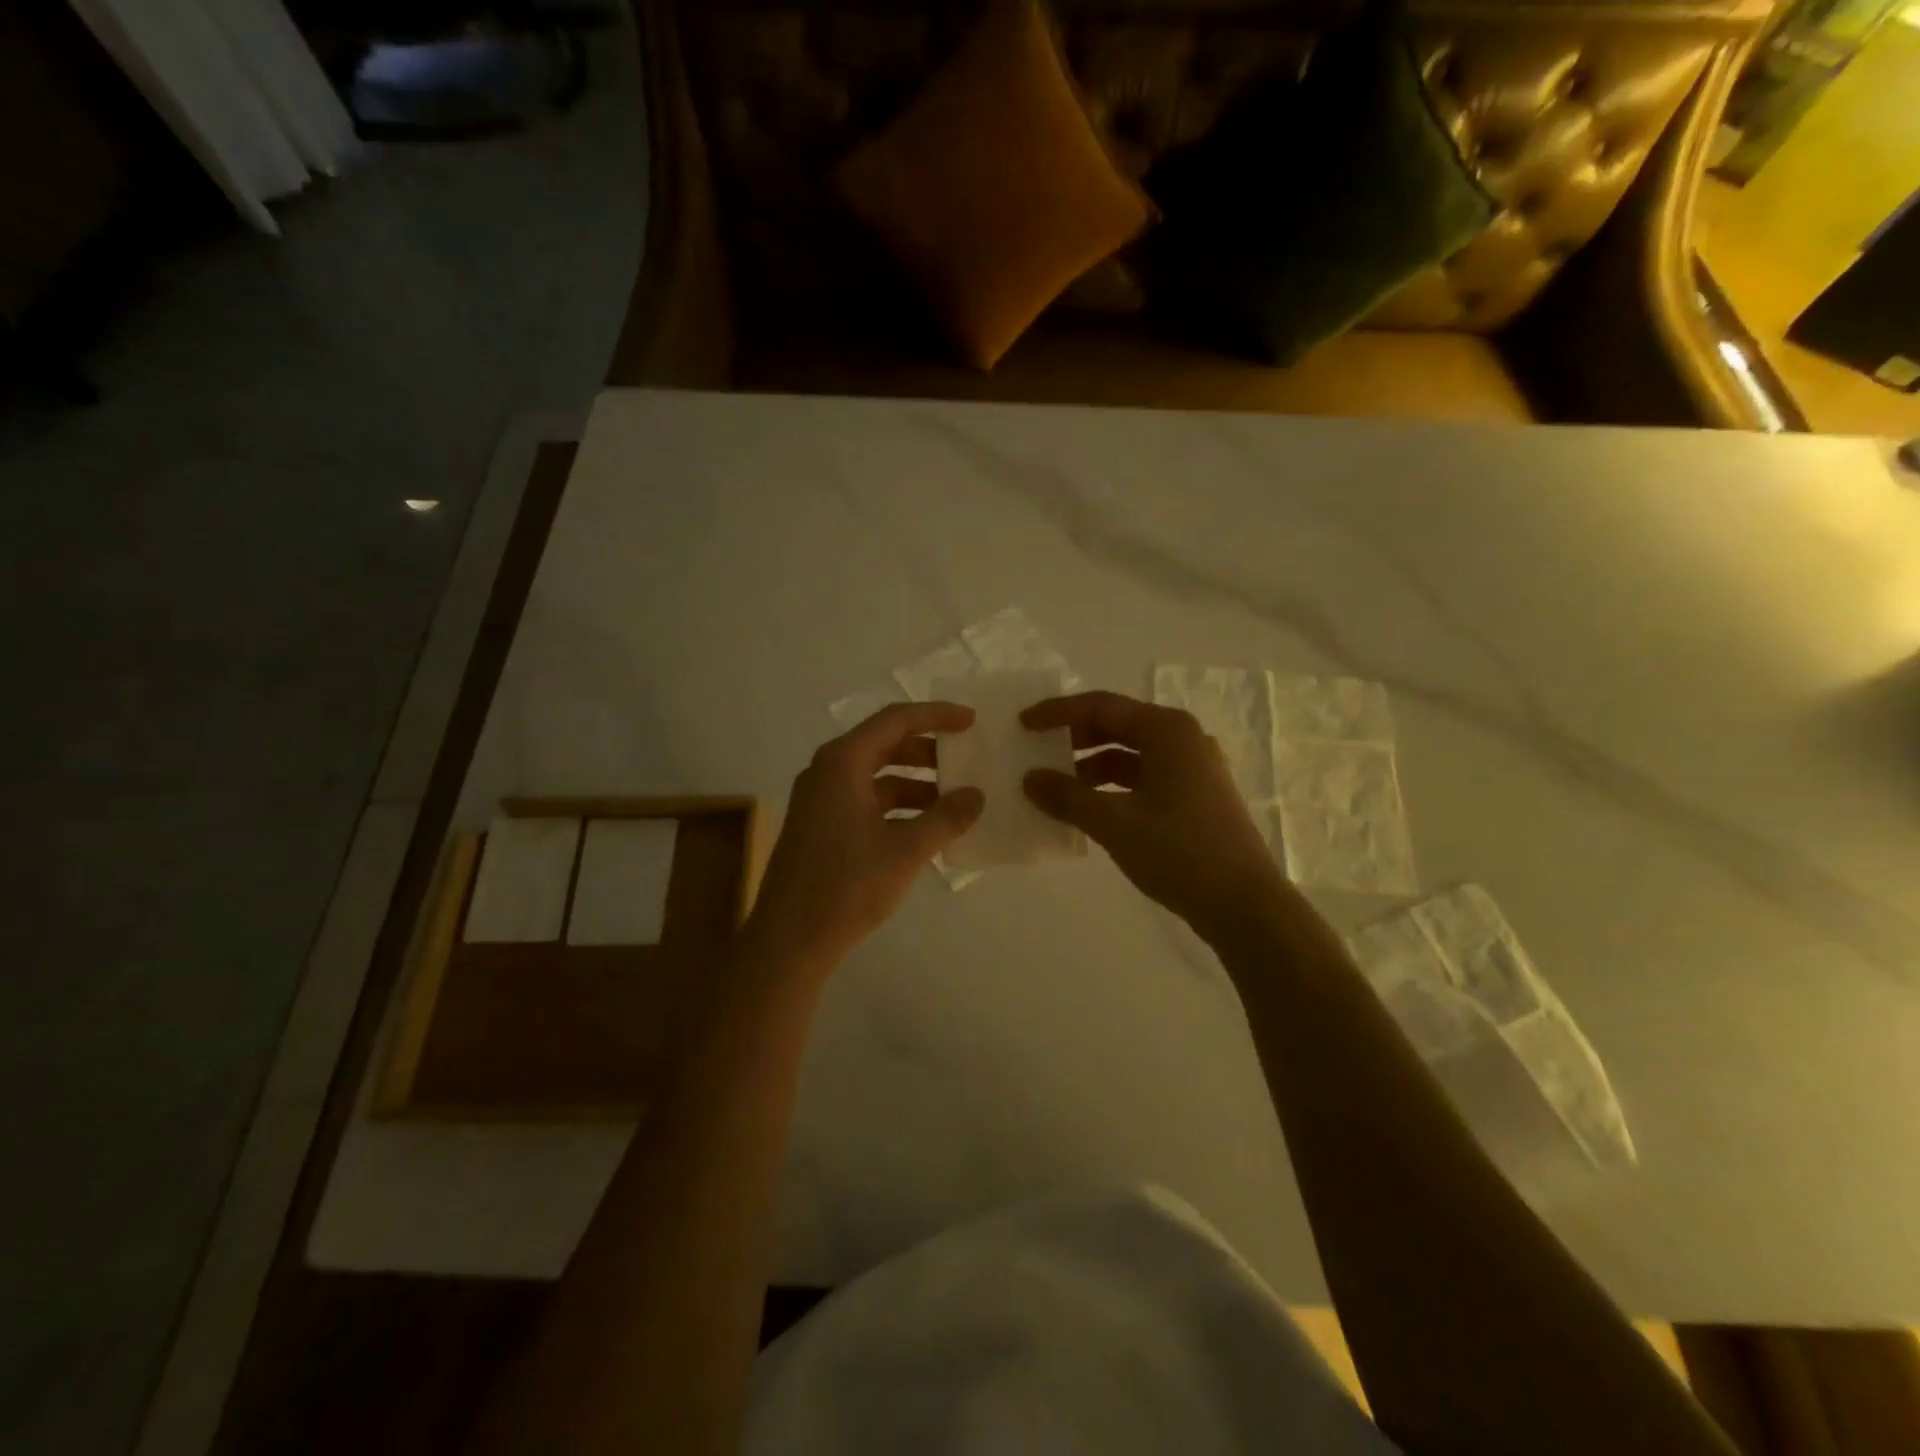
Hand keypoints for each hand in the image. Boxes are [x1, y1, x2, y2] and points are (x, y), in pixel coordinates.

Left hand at [747, 702, 984, 966]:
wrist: (790, 939)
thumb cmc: (847, 885)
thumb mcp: (906, 849)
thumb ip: (946, 817)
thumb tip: (976, 795)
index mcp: (843, 761)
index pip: (896, 720)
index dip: (937, 715)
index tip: (971, 721)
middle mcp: (827, 770)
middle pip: (884, 744)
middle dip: (928, 751)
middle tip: (966, 760)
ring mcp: (821, 799)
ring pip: (876, 775)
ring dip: (915, 782)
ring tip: (953, 799)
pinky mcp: (821, 826)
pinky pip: (866, 800)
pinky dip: (897, 806)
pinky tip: (925, 827)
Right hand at [1021, 691, 1285, 942]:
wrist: (1244, 905)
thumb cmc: (1179, 852)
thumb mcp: (1115, 823)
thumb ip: (1068, 797)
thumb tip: (1029, 779)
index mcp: (1167, 731)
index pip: (1101, 706)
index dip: (1058, 713)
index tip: (1024, 723)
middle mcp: (1183, 740)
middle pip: (1117, 726)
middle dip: (1074, 738)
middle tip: (1037, 752)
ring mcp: (1193, 769)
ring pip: (1130, 755)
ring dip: (1091, 767)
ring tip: (1057, 788)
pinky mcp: (1195, 797)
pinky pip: (1144, 778)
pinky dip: (1113, 787)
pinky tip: (1089, 808)